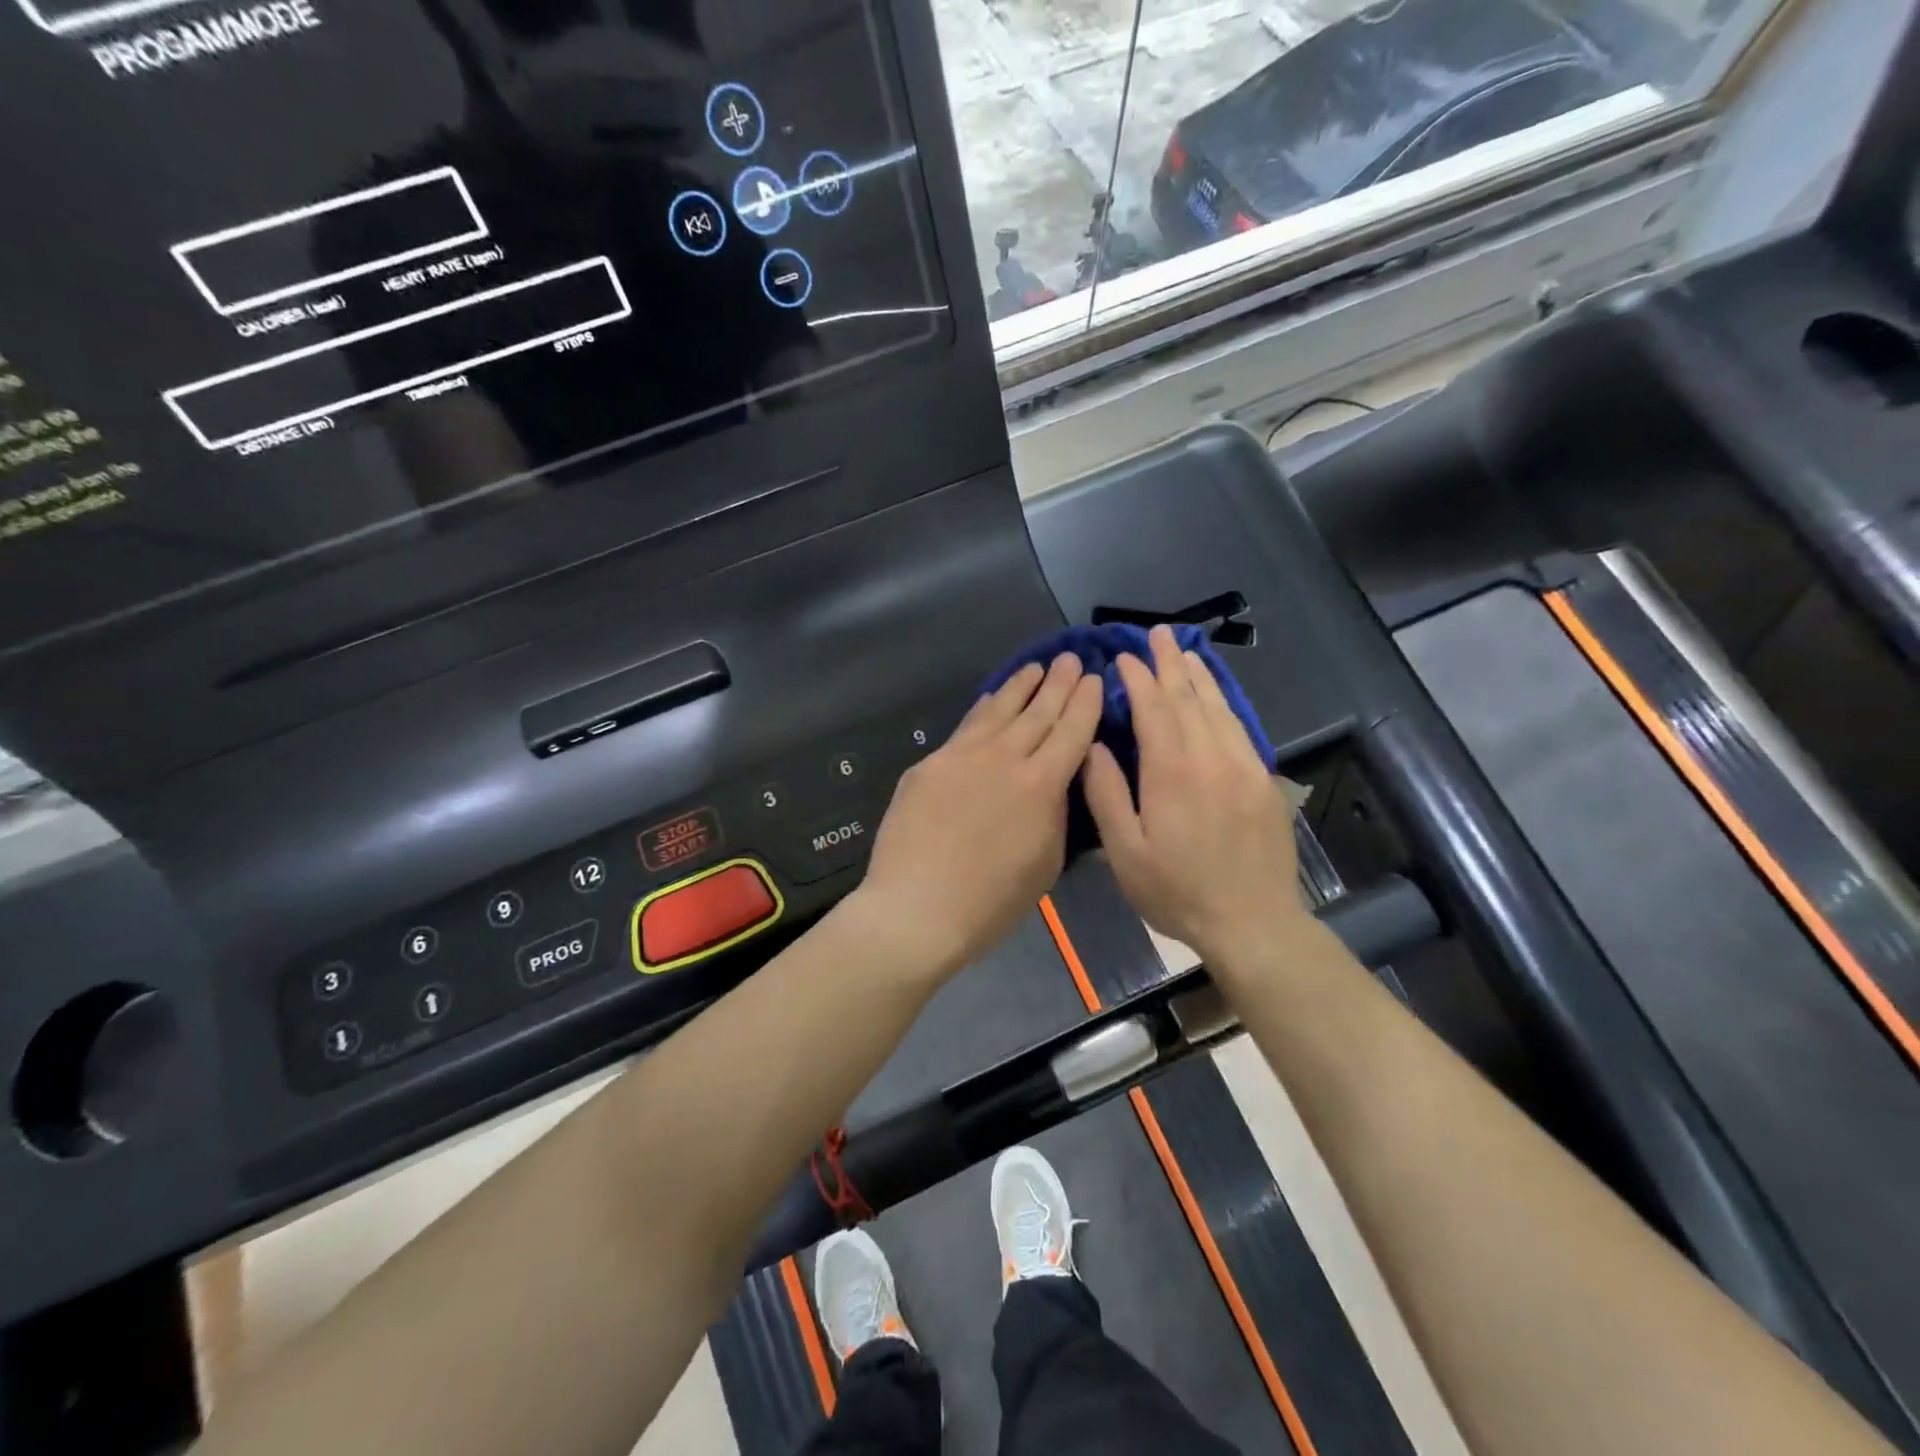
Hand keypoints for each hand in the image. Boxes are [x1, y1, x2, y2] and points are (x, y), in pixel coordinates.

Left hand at [852, 654, 1102, 978]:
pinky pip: (964, 728)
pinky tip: (989, 700)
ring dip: (1020, 687)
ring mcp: (962, 756)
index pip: (1071, 732)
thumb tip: (1054, 784)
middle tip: (1069, 658)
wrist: (917, 907)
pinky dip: (983, 709)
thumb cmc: (991, 902)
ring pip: (998, 711)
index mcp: (1042, 785)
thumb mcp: (1046, 863)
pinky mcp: (930, 764)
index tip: (1093, 677)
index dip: (1084, 703)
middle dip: (1058, 683)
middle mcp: (1004, 758)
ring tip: (1034, 668)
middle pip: (1038, 713)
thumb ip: (1055, 814)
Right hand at [1083, 625, 1303, 964]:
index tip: (1123, 658)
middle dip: (1170, 663)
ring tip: (1186, 652)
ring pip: (1219, 708)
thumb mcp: (1125, 852)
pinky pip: (1241, 729)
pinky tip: (1217, 696)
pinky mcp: (1264, 782)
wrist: (1253, 923)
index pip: (1154, 708)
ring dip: (1200, 676)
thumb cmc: (1177, 892)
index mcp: (1173, 772)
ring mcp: (1245, 767)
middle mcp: (1212, 758)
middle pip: (1189, 698)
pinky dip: (1225, 703)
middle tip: (1157, 634)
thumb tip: (1093, 745)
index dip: (1137, 679)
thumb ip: (1106, 794)